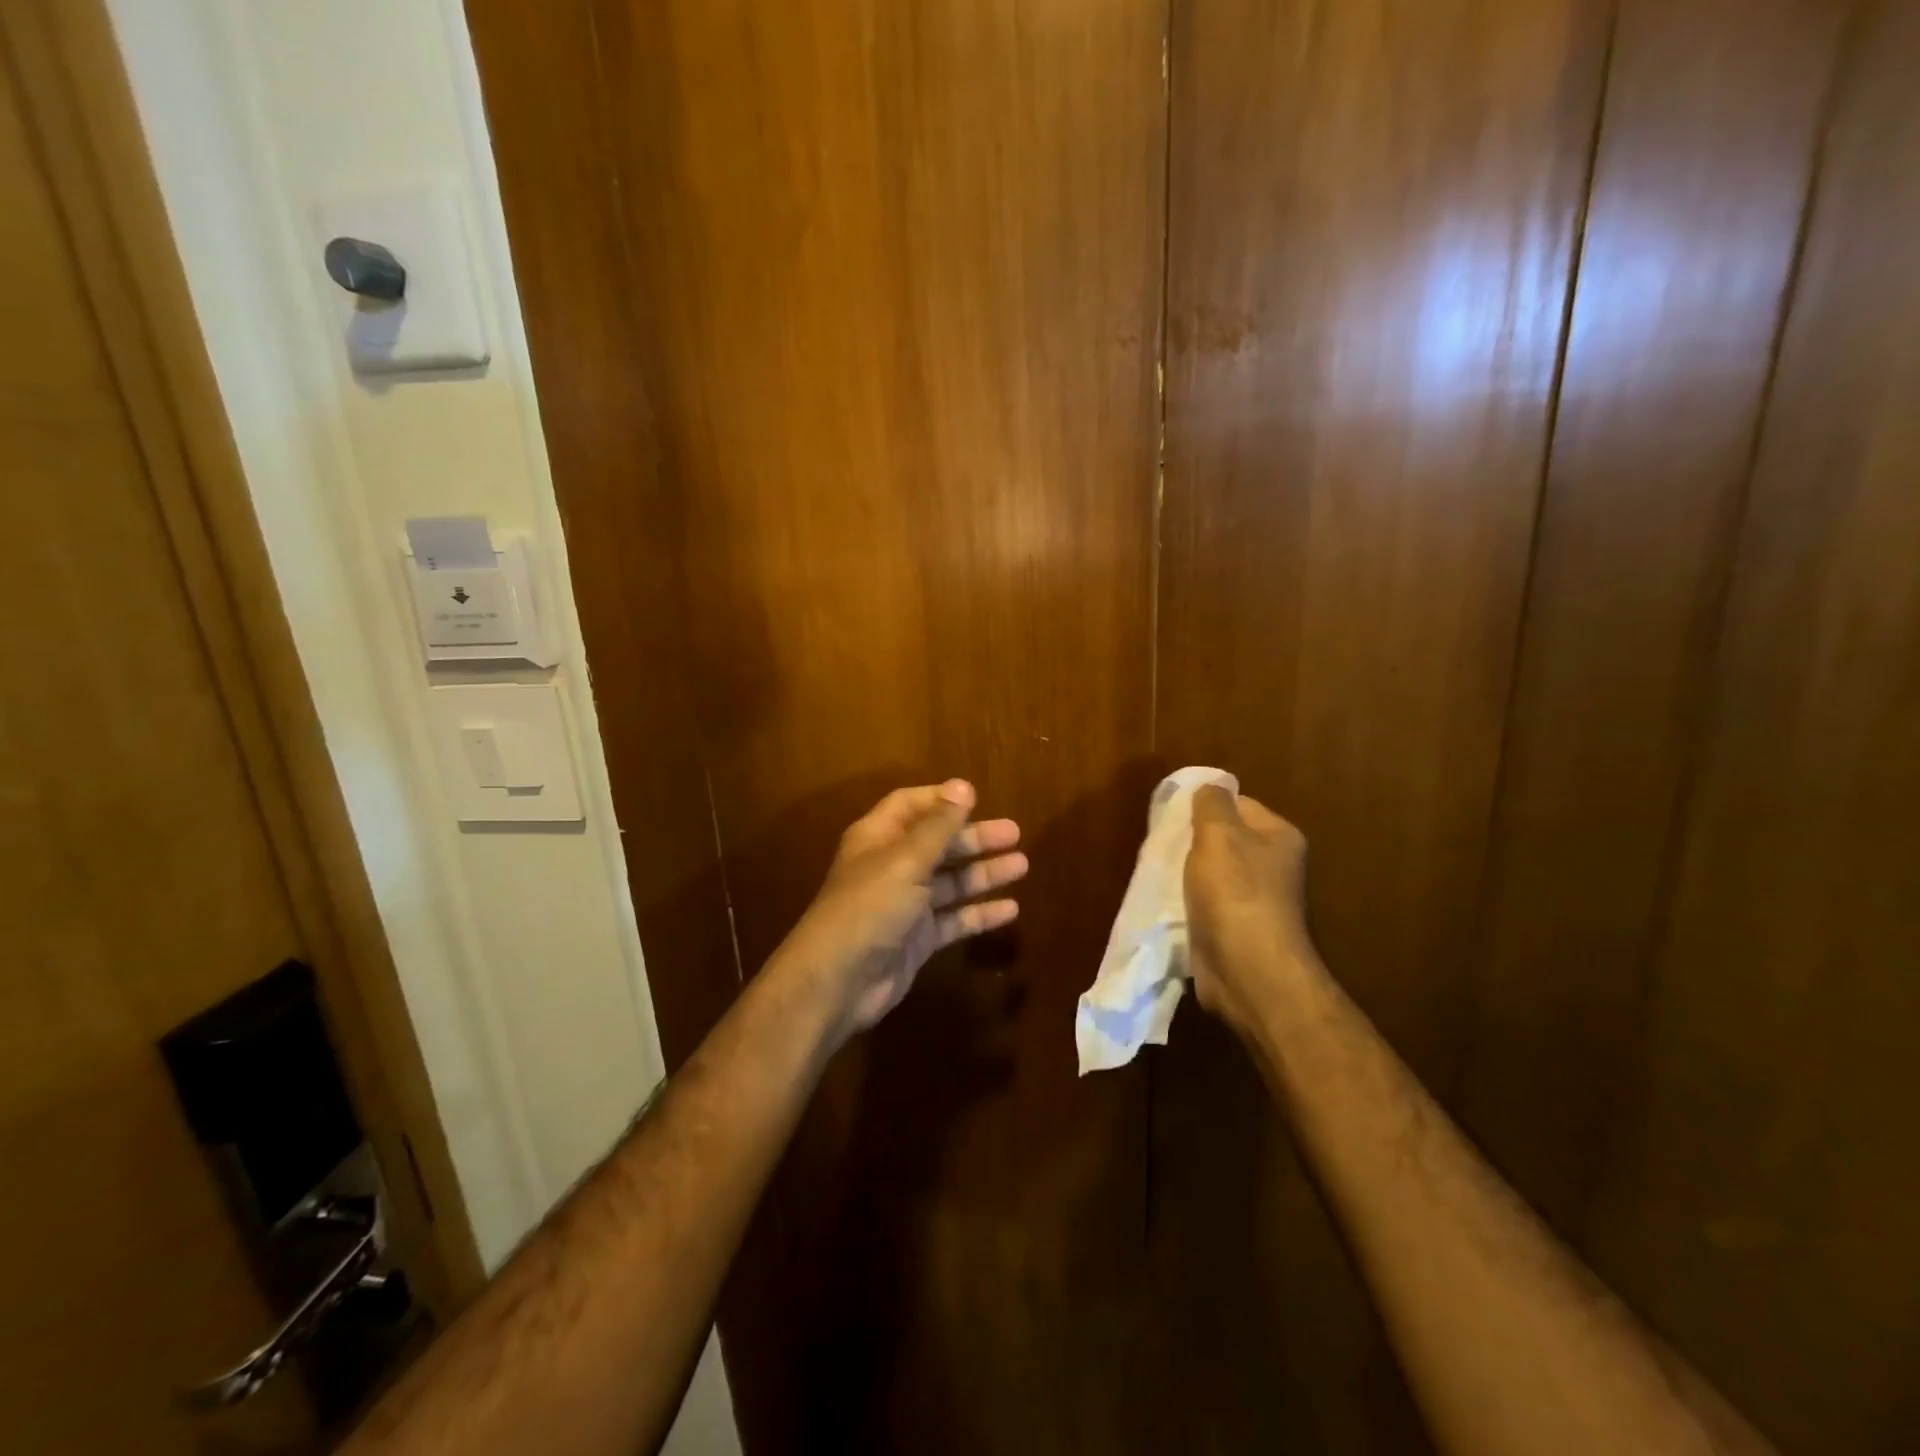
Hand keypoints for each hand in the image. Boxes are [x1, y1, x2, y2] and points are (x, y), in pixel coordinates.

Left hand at [781, 780, 1026, 1039]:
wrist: (839, 980)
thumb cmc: (870, 906)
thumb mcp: (906, 860)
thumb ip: (938, 826)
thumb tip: (963, 786)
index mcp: (878, 838)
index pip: (910, 806)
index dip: (941, 800)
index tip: (977, 799)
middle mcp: (891, 866)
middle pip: (937, 844)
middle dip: (974, 838)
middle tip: (1015, 834)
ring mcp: (904, 905)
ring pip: (949, 882)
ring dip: (982, 874)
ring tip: (1022, 866)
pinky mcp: (917, 939)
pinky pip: (953, 920)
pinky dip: (979, 913)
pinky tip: (1010, 910)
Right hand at [1186, 786, 1313, 1037]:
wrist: (1248, 971)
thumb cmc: (1236, 892)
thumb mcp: (1219, 834)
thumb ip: (1211, 804)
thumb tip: (1210, 786)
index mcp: (1279, 837)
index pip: (1238, 804)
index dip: (1205, 807)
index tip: (1174, 816)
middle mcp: (1274, 866)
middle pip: (1224, 840)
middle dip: (1192, 842)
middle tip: (1163, 845)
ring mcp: (1257, 901)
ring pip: (1212, 875)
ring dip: (1187, 875)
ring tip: (1161, 875)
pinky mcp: (1237, 931)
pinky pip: (1207, 905)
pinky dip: (1188, 904)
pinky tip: (1169, 905)